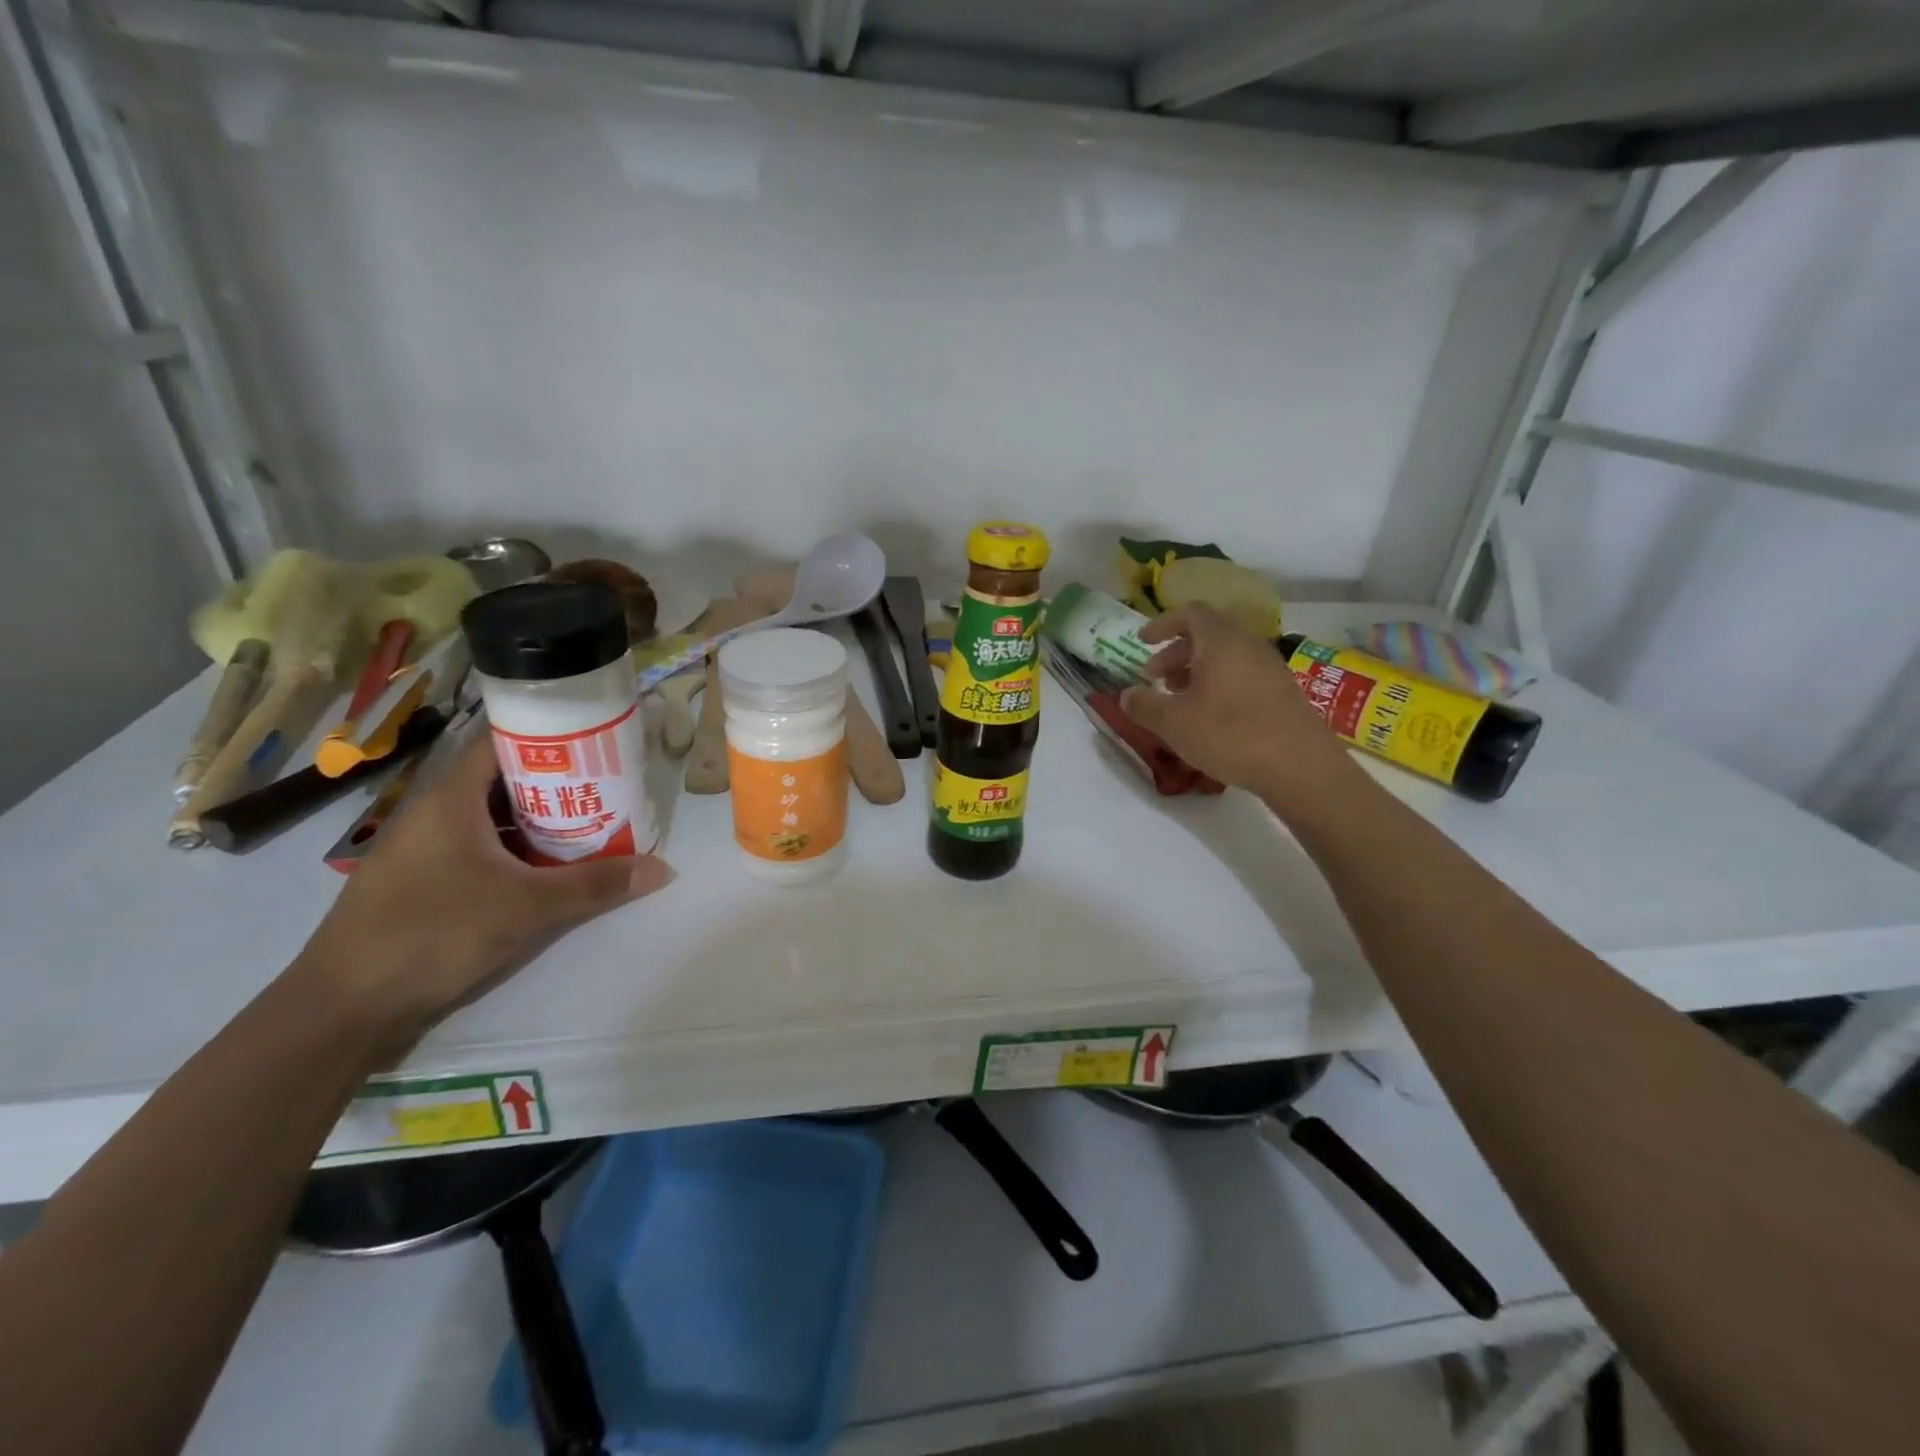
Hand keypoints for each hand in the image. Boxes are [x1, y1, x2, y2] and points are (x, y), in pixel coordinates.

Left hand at [291, 729, 673, 1050]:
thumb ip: (596, 885)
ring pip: (491, 818)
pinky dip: (516, 849)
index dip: (549, 736)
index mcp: (450, 799)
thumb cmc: (434, 934)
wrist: (343, 1008)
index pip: (501, 742)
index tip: (596, 741)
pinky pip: (480, 848)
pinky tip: (549, 868)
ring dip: (538, 819)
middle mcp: (434, 814)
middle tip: (607, 785)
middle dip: (556, 781)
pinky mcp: (423, 881)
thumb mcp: (527, 907)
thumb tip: (663, 869)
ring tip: (590, 822)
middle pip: (502, 780)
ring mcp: (424, 849)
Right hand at [1118, 606, 1360, 815]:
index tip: (1142, 642)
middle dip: (1176, 652)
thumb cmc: (1230, 734)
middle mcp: (1248, 645)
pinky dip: (1218, 685)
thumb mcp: (1173, 723)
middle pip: (1208, 635)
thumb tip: (1126, 695)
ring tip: (1178, 699)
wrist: (1300, 766)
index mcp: (1220, 641)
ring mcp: (1270, 668)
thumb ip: (1144, 705)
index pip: (1190, 613)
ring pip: (1226, 657)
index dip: (1162, 624)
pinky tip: (1209, 717)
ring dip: (1196, 671)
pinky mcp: (1282, 692)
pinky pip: (1242, 675)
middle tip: (1154, 677)